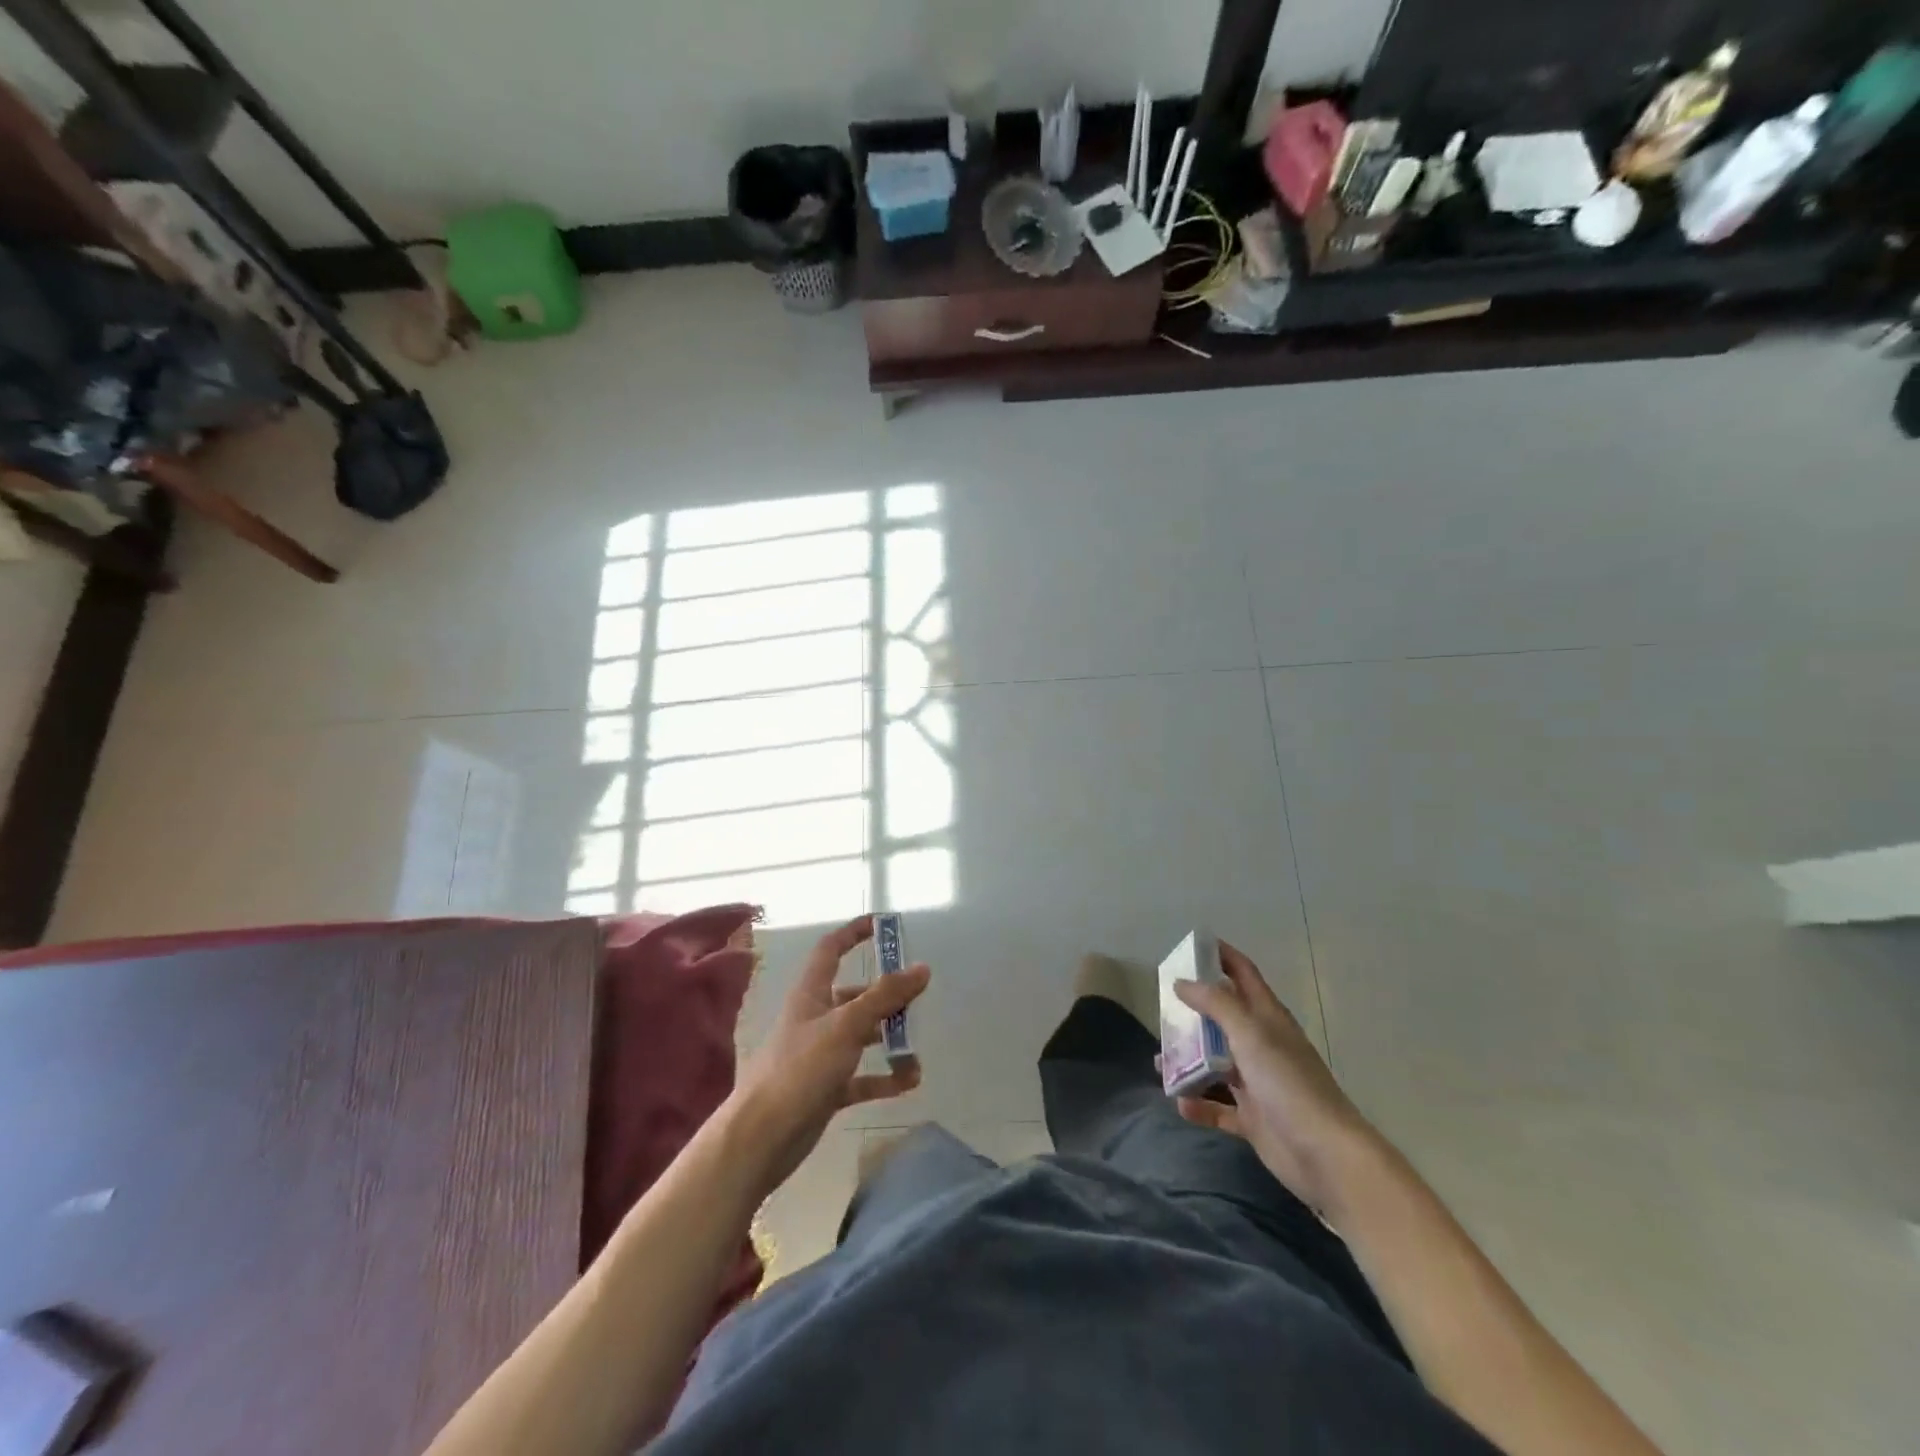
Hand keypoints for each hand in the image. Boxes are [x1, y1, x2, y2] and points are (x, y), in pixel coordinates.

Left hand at [728, 916, 929, 1199]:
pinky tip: (909, 1081)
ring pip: (861, 1036)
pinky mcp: (826, 1088)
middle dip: (885, 995)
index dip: (853, 933)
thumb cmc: (800, 1068)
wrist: (762, 1137)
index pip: (831, 950)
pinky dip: (884, 1076)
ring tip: (917, 1047)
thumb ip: (885, 996)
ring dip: (889, 1038)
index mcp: (811, 993)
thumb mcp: (846, 1025)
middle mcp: (815, 1018)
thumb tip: (921, 967)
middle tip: (917, 996)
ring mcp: (820, 1055)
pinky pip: (862, 1076)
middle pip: (854, 995)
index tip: (882, 925)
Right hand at [1173, 942, 1375, 1213]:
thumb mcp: (1250, 1033)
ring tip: (1160, 1062)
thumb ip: (1215, 1005)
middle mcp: (1262, 1045)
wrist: (1325, 1155)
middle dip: (1193, 1012)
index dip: (1221, 955)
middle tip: (1161, 1008)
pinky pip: (1218, 1107)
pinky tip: (1180, 1102)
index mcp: (1267, 1018)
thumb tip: (1182, 982)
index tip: (1191, 945)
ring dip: (1188, 1061)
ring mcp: (1258, 1083)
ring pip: (1215, 1063)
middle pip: (1223, 1018)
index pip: (1243, 974)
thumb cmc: (1288, 1083)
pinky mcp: (1253, 1118)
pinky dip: (1199, 1104)